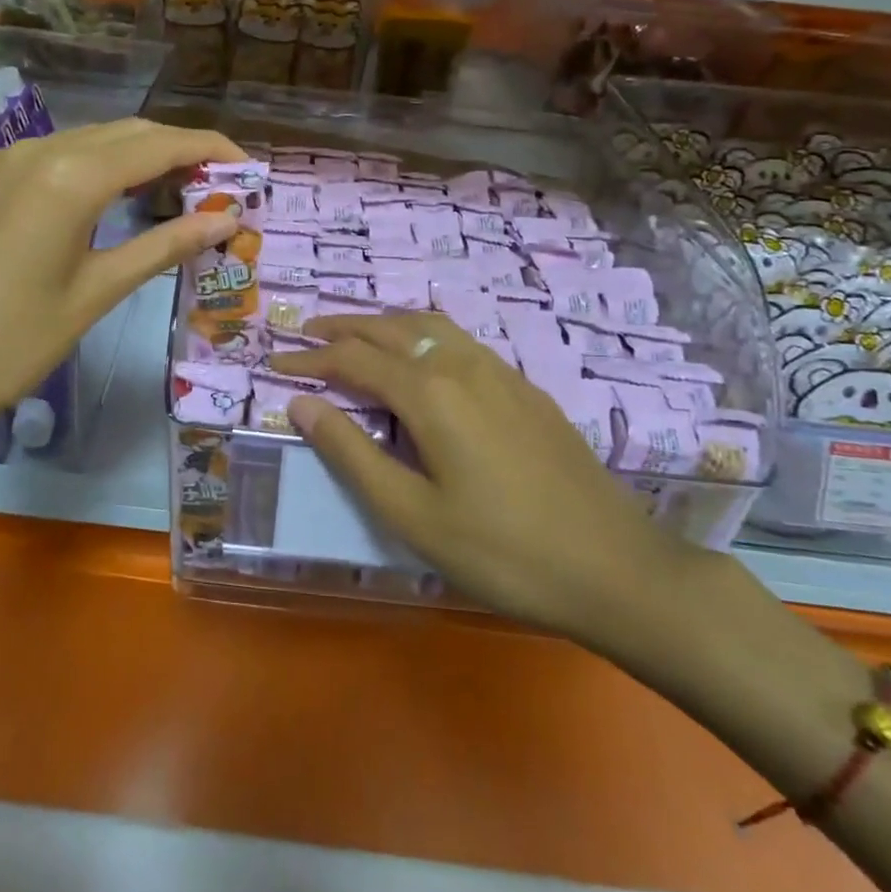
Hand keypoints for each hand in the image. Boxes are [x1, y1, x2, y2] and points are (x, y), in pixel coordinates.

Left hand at [0, 118, 242, 460]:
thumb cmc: (5, 345)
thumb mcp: (94, 295)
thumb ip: (163, 246)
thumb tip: (226, 218)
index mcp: (69, 176)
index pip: (160, 144)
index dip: (211, 149)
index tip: (249, 168)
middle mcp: (35, 151)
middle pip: (126, 133)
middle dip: (179, 151)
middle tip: (219, 188)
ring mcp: (1, 162)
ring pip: (88, 141)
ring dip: (137, 158)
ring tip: (176, 194)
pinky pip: (53, 158)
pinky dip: (95, 168)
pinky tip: (109, 201)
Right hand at [269, 312, 692, 647]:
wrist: (616, 567)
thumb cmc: (503, 551)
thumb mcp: (412, 515)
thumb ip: (352, 453)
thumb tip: (301, 404)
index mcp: (430, 393)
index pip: (353, 360)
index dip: (309, 360)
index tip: (274, 365)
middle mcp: (461, 365)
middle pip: (390, 330)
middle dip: (342, 328)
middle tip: (305, 333)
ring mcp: (500, 371)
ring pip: (429, 327)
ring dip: (385, 324)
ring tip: (356, 335)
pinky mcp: (525, 388)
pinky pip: (459, 341)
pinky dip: (422, 336)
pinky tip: (423, 359)